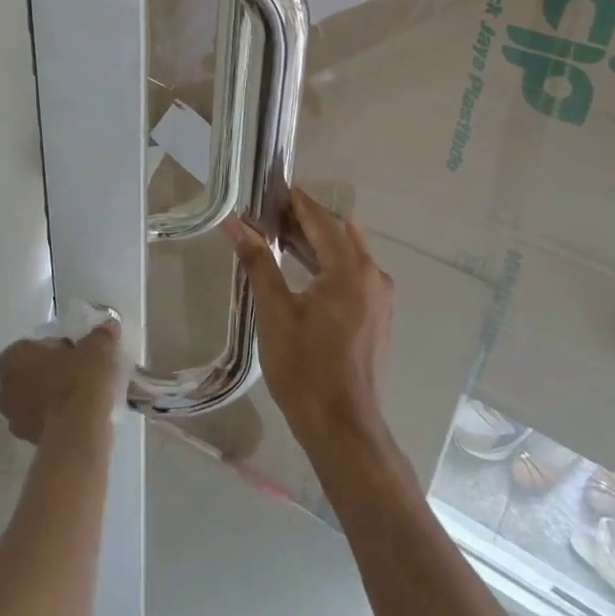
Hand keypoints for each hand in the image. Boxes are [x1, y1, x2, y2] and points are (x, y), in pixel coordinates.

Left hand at [0, 323, 122, 443]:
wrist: (79, 431)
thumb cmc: (80, 380)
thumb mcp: (97, 348)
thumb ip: (100, 335)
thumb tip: (108, 327)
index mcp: (13, 358)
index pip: (36, 345)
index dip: (60, 348)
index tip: (80, 354)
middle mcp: (4, 388)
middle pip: (33, 373)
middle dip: (55, 372)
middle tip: (82, 373)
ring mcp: (14, 418)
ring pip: (38, 398)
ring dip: (56, 396)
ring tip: (86, 396)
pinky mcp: (28, 440)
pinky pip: (45, 420)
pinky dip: (59, 416)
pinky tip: (82, 415)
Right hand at [223, 188, 393, 453]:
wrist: (342, 427)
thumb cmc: (304, 367)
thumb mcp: (274, 311)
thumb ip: (257, 261)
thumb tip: (234, 223)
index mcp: (351, 269)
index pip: (321, 220)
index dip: (296, 202)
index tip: (271, 188)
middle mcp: (373, 276)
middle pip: (337, 234)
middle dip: (304, 221)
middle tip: (268, 213)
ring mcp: (380, 298)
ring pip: (346, 255)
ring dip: (315, 243)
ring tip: (277, 237)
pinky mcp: (377, 317)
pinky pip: (352, 276)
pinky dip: (327, 265)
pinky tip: (301, 271)